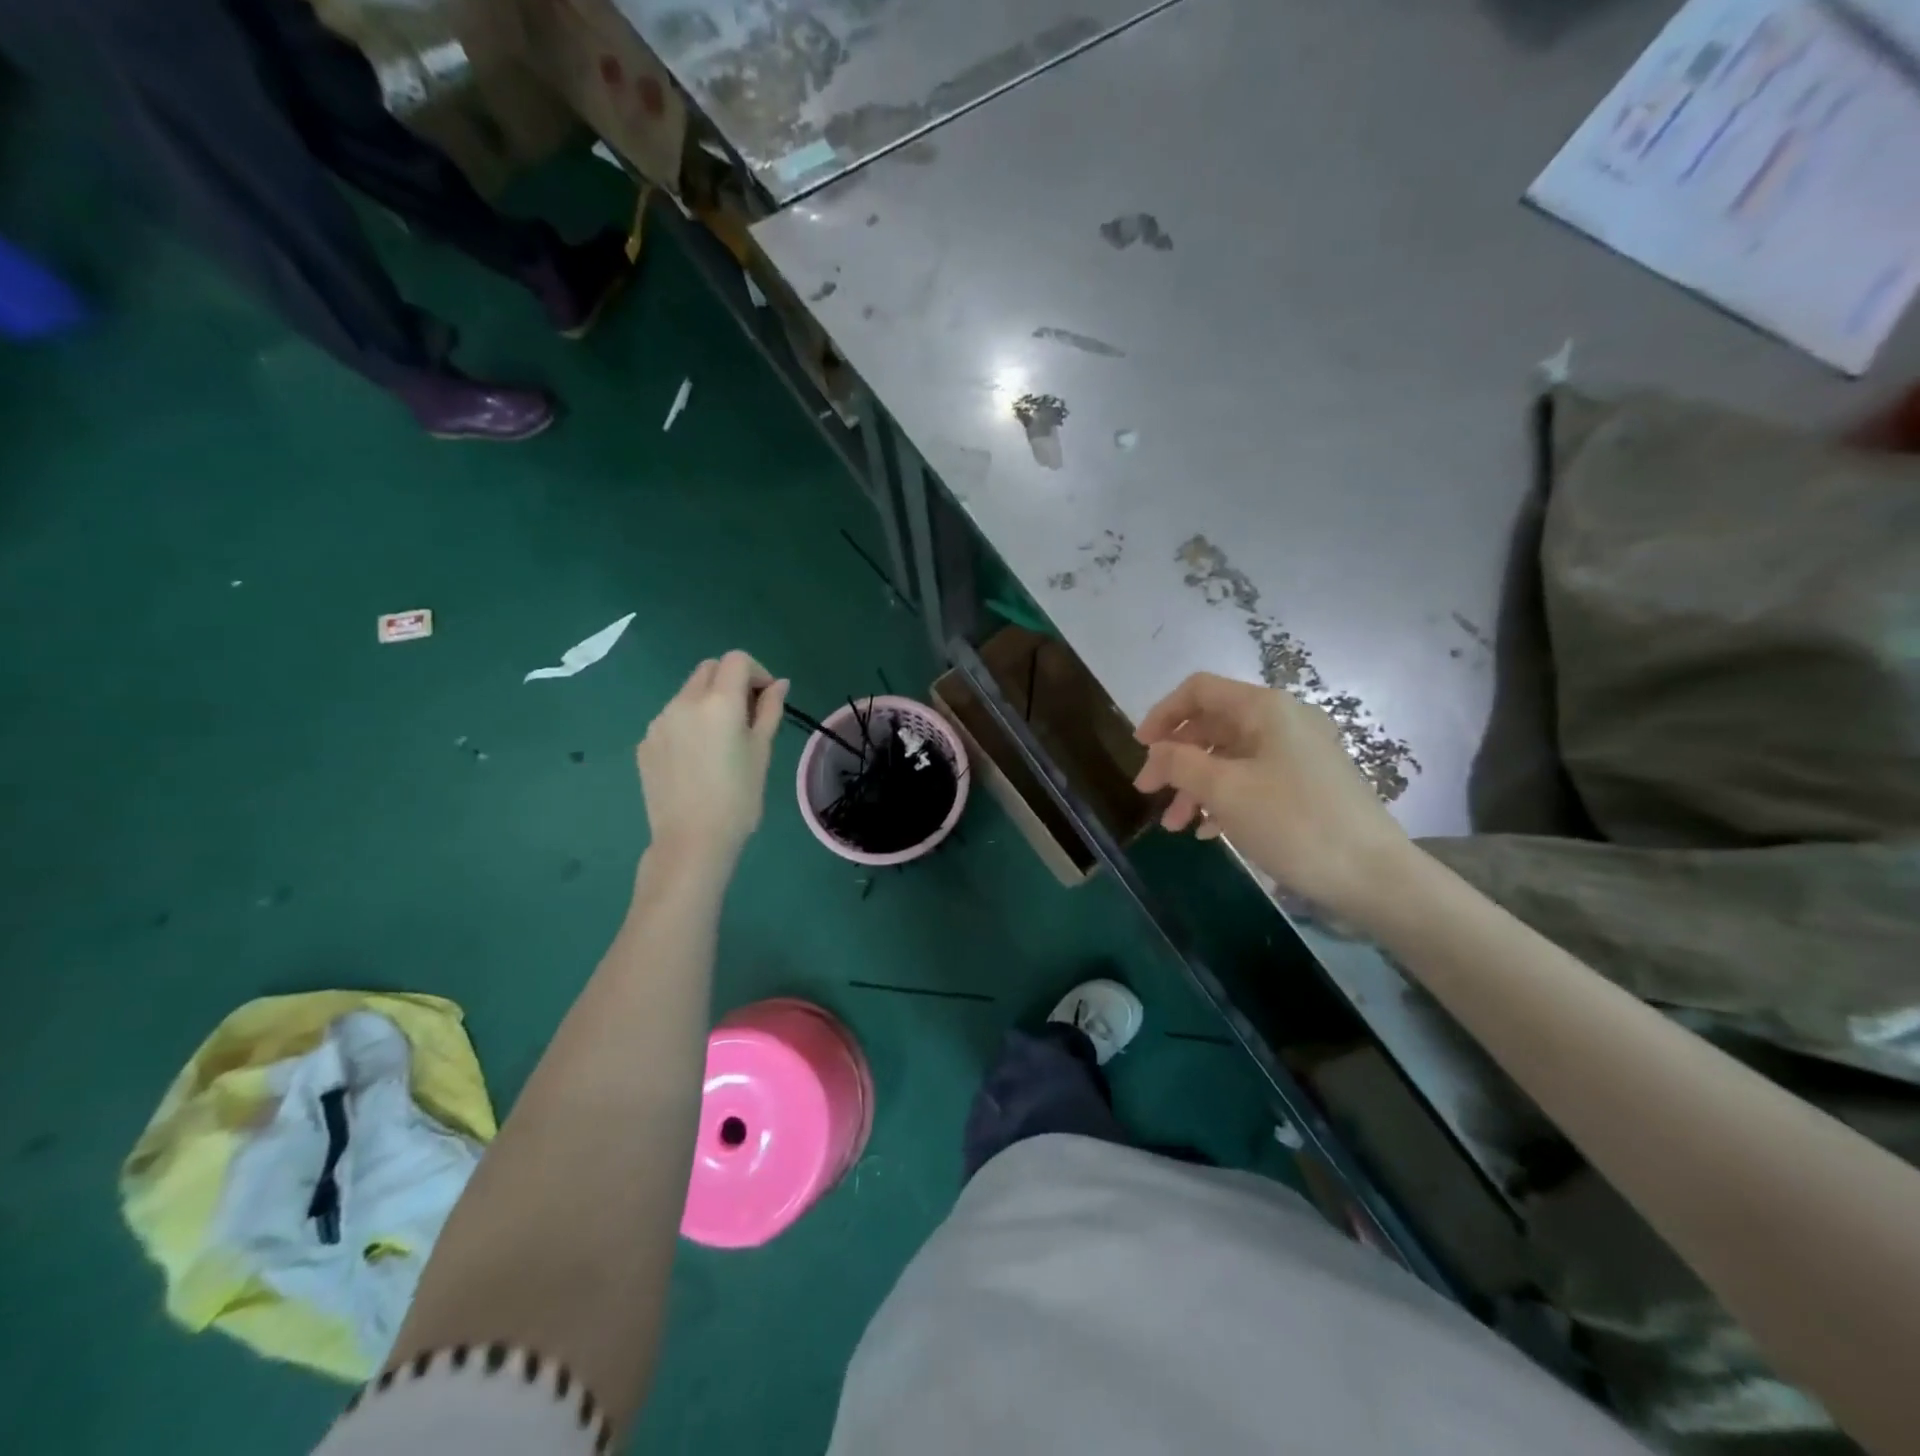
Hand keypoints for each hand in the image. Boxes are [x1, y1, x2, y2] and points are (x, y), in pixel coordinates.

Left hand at [636, 651, 788, 864]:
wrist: (691, 841)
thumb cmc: (738, 798)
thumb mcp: (762, 752)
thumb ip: (769, 710)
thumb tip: (778, 684)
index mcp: (718, 702)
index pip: (736, 660)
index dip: (756, 672)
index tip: (765, 699)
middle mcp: (684, 702)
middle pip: (709, 669)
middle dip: (730, 681)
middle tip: (746, 716)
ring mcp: (659, 722)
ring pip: (687, 693)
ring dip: (708, 702)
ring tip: (721, 741)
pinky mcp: (645, 742)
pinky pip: (671, 718)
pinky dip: (689, 724)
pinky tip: (697, 759)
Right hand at [1133, 673, 1412, 921]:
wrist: (1374, 876)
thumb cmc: (1294, 823)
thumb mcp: (1225, 791)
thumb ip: (1180, 763)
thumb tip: (1156, 753)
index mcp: (1265, 709)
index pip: (1199, 690)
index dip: (1163, 714)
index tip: (1140, 749)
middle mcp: (1283, 721)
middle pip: (1213, 725)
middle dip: (1175, 758)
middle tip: (1150, 792)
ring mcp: (1299, 753)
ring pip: (1230, 757)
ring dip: (1196, 785)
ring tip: (1175, 825)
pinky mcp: (1308, 784)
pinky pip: (1253, 779)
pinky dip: (1224, 798)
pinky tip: (1208, 831)